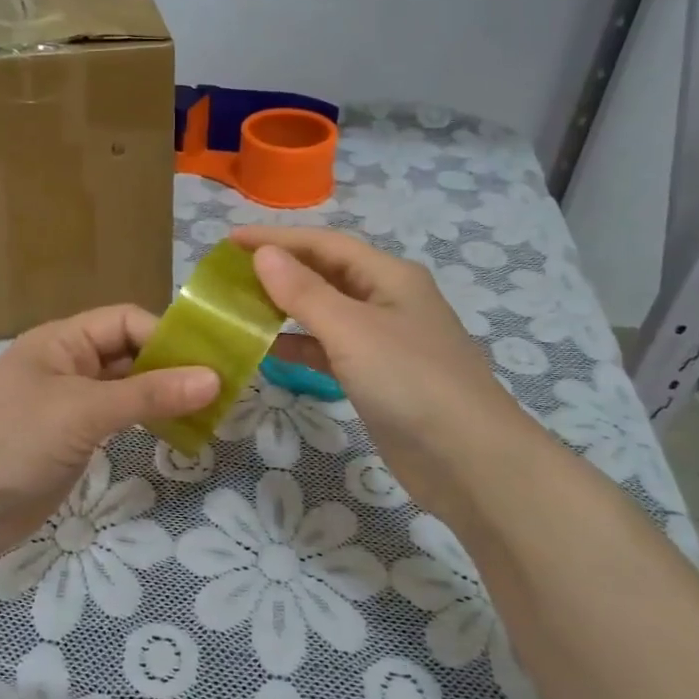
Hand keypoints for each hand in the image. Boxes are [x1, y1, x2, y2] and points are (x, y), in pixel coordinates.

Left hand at [0, 305, 217, 568]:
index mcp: (63, 341)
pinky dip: (146, 422)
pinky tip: (178, 432)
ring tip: (211, 412)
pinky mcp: (72, 440)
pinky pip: (118, 420)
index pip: (126, 322)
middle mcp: (68, 365)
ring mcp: (69, 405)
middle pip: (129, 353)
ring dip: (163, 396)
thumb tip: (214, 378)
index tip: (211, 362)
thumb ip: (149, 394)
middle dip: (172, 367)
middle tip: (224, 388)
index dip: (167, 336)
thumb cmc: (14, 439)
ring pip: (127, 389)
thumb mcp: (83, 410)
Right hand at [234, 227, 535, 523]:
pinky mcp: (377, 378)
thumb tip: (263, 253)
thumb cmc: (410, 382)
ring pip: (325, 313)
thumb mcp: (352, 330)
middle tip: (230, 274)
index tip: (230, 240)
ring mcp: (384, 342)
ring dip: (286, 308)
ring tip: (240, 308)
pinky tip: (269, 351)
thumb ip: (304, 292)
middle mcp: (388, 301)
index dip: (277, 238)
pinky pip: (329, 350)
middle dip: (280, 270)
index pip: (324, 244)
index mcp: (389, 277)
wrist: (469, 461)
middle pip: (325, 274)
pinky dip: (300, 347)